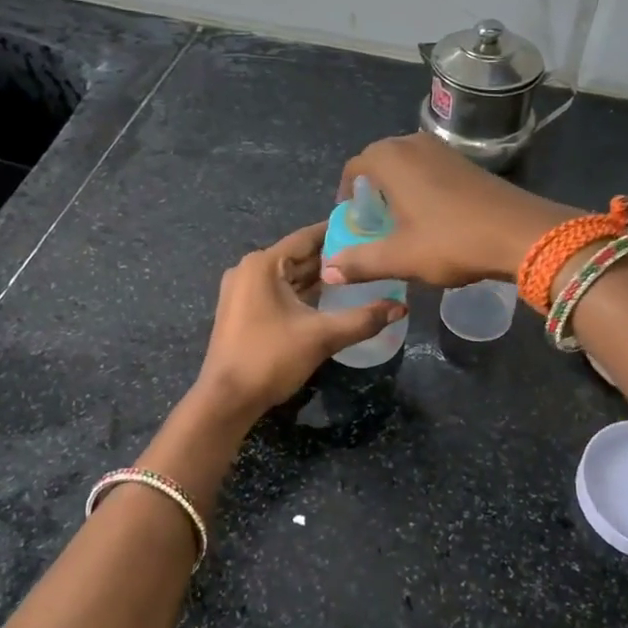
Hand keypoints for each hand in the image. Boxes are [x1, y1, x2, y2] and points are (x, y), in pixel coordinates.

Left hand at [194, 223, 404, 419]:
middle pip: (298, 256)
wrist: (226, 399)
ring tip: (356, 275)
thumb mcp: (322, 337)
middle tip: (369, 255)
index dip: (338, 233)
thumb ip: (363, 319)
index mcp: (263, 264)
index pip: (307, 237)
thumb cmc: (270, 358)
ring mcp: (242, 290)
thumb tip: (401, 307)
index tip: (368, 228)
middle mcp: (249, 269)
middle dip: (332, 258)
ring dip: (318, 278)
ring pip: (288, 276)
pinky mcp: (242, 310)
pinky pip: (278, 292)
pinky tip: (329, 299)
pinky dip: (302, 293)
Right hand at [321, 134, 578, 288]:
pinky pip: (429, 169)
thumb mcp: (400, 257)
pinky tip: (430, 219)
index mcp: (391, 159)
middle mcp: (413, 144)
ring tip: (399, 223)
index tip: (350, 222)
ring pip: (406, 165)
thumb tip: (327, 269)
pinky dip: (420, 188)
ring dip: (396, 189)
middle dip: (371, 192)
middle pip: (379, 162)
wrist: (522, 234)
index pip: (353, 167)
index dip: (346, 195)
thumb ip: (359, 262)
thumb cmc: (451, 241)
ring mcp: (443, 150)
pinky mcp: (466, 162)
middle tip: (372, 225)